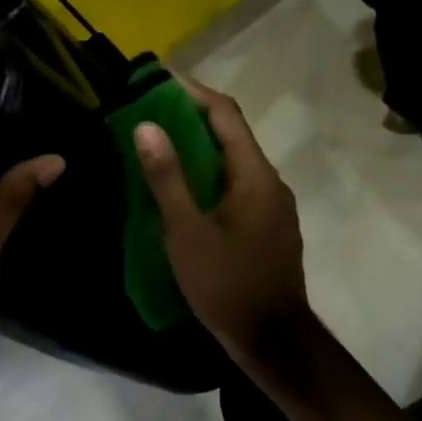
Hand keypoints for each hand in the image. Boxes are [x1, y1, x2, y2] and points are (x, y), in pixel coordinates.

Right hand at [133, 80, 310, 365]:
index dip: (193, 93)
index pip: (226, 115)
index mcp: (254, 176)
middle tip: (151, 114)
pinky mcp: (270, 227)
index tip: (158, 82)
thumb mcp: (186, 232)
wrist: (271, 339)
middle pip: (233, 136)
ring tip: (162, 148)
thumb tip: (146, 126)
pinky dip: (211, 176)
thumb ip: (167, 178)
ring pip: (235, 163)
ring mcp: (275, 207)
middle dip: (193, 119)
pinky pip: (239, 186)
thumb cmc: (226, 284)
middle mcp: (271, 182)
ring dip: (201, 149)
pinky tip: (187, 191)